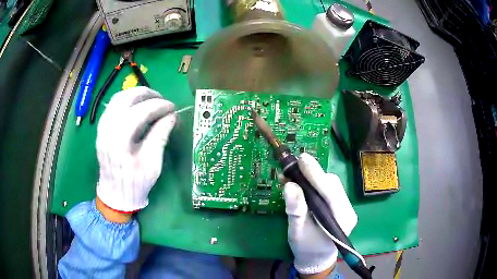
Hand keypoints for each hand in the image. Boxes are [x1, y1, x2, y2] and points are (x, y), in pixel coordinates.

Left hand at [96, 86, 175, 212]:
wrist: (115, 194)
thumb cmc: (136, 183)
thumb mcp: (152, 164)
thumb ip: (160, 136)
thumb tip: (171, 116)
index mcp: (120, 141)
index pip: (141, 111)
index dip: (159, 106)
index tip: (173, 108)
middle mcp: (107, 129)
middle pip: (126, 98)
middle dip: (147, 94)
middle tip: (162, 100)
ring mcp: (102, 127)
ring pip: (118, 98)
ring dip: (136, 95)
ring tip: (151, 100)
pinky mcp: (101, 128)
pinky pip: (113, 105)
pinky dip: (126, 101)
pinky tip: (136, 106)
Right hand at [284, 153, 357, 275]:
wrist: (316, 257)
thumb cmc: (306, 248)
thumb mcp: (297, 231)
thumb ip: (296, 209)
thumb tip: (289, 185)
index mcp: (342, 220)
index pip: (330, 192)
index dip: (316, 175)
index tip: (302, 159)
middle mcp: (348, 210)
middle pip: (332, 185)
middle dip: (312, 175)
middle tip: (292, 168)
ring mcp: (345, 206)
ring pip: (330, 184)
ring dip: (312, 178)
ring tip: (293, 176)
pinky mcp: (339, 204)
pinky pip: (328, 189)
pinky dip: (314, 183)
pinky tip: (302, 183)